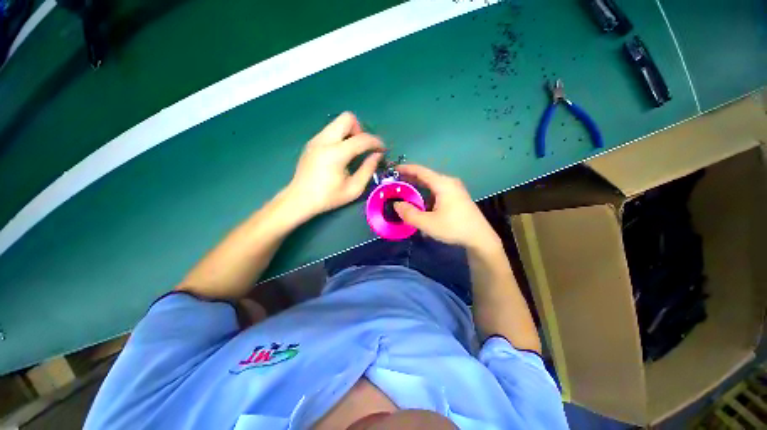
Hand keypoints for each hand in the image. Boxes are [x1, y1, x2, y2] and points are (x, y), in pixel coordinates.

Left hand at [285, 112, 383, 219]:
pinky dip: (340, 137)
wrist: (299, 199)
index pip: (362, 139)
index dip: (376, 142)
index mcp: (336, 154)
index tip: (382, 150)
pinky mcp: (312, 142)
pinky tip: (340, 154)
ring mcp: (316, 139)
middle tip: (363, 147)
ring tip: (352, 151)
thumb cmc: (328, 197)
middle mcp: (324, 140)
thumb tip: (377, 155)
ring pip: (338, 122)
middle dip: (360, 130)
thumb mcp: (354, 188)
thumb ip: (368, 169)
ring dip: (350, 132)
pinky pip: (330, 130)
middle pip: (347, 118)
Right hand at [393, 164, 501, 250]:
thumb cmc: (454, 228)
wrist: (480, 238)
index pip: (420, 171)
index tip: (393, 170)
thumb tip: (396, 205)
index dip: (406, 169)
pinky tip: (422, 207)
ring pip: (432, 186)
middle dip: (410, 180)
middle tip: (396, 184)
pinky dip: (427, 196)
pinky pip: (438, 192)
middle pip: (426, 177)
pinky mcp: (457, 197)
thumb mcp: (428, 223)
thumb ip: (409, 214)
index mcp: (443, 184)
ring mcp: (455, 190)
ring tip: (406, 195)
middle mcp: (449, 183)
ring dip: (419, 189)